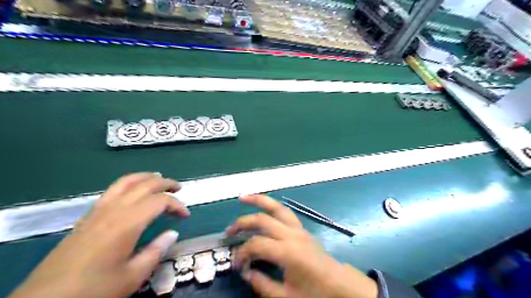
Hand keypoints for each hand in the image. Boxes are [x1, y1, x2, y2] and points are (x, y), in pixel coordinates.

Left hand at [9, 172, 189, 297]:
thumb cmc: (94, 289)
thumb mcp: (132, 276)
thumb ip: (156, 251)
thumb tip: (173, 233)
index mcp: (127, 223)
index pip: (159, 201)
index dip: (177, 204)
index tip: (185, 216)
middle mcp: (114, 210)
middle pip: (145, 185)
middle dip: (166, 183)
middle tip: (180, 188)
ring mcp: (99, 210)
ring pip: (126, 182)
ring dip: (146, 177)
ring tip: (159, 178)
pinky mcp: (88, 216)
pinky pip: (113, 190)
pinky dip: (129, 183)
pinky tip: (133, 192)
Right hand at [224, 195, 376, 297]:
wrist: (341, 286)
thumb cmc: (315, 293)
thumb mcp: (286, 297)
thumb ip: (262, 284)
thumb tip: (245, 272)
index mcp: (287, 251)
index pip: (256, 244)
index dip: (242, 253)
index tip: (237, 265)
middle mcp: (291, 234)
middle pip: (262, 219)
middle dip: (242, 223)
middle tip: (228, 231)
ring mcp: (298, 228)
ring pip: (276, 207)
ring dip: (259, 200)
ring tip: (243, 197)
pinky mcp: (302, 228)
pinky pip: (285, 212)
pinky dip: (272, 206)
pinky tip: (264, 208)